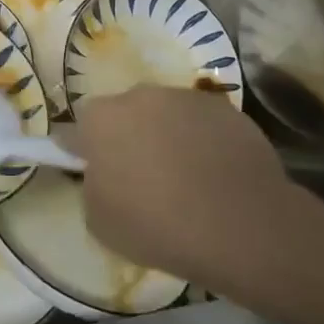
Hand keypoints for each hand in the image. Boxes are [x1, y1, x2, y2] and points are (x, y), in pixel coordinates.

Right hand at [69, 86, 323, 296]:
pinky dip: (205, 143)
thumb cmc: (156, 225)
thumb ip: (93, 186)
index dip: (89, 150)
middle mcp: (140, 96)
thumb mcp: (99, 221)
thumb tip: (104, 175)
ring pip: (167, 116)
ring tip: (187, 180)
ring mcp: (187, 99)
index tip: (101, 174)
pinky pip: (203, 125)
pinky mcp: (227, 110)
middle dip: (130, 138)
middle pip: (126, 113)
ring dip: (169, 138)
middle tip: (143, 178)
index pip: (82, 126)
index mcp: (101, 118)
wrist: (241, 226)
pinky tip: (216, 178)